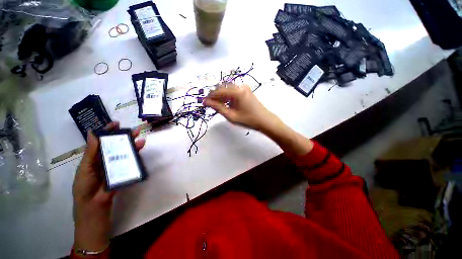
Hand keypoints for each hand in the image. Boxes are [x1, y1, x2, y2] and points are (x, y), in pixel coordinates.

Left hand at [72, 122, 145, 251]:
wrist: (94, 216)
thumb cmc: (85, 196)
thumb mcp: (85, 174)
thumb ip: (90, 155)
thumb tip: (94, 134)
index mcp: (91, 162)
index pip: (99, 143)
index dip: (107, 132)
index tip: (116, 123)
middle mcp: (102, 164)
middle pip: (113, 148)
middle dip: (123, 138)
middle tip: (134, 131)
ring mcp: (113, 171)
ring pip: (122, 155)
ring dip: (131, 147)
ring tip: (140, 140)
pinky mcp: (121, 177)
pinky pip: (128, 165)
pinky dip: (134, 158)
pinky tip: (140, 153)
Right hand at [203, 84, 280, 130]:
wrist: (264, 120)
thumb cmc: (248, 120)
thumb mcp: (231, 115)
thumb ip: (218, 107)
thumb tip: (206, 102)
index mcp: (236, 92)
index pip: (218, 91)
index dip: (210, 97)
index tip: (203, 103)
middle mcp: (240, 86)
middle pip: (222, 88)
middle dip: (215, 96)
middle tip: (210, 105)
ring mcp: (244, 87)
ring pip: (227, 89)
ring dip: (221, 96)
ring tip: (217, 105)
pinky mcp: (246, 90)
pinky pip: (233, 90)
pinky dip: (227, 96)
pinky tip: (226, 103)